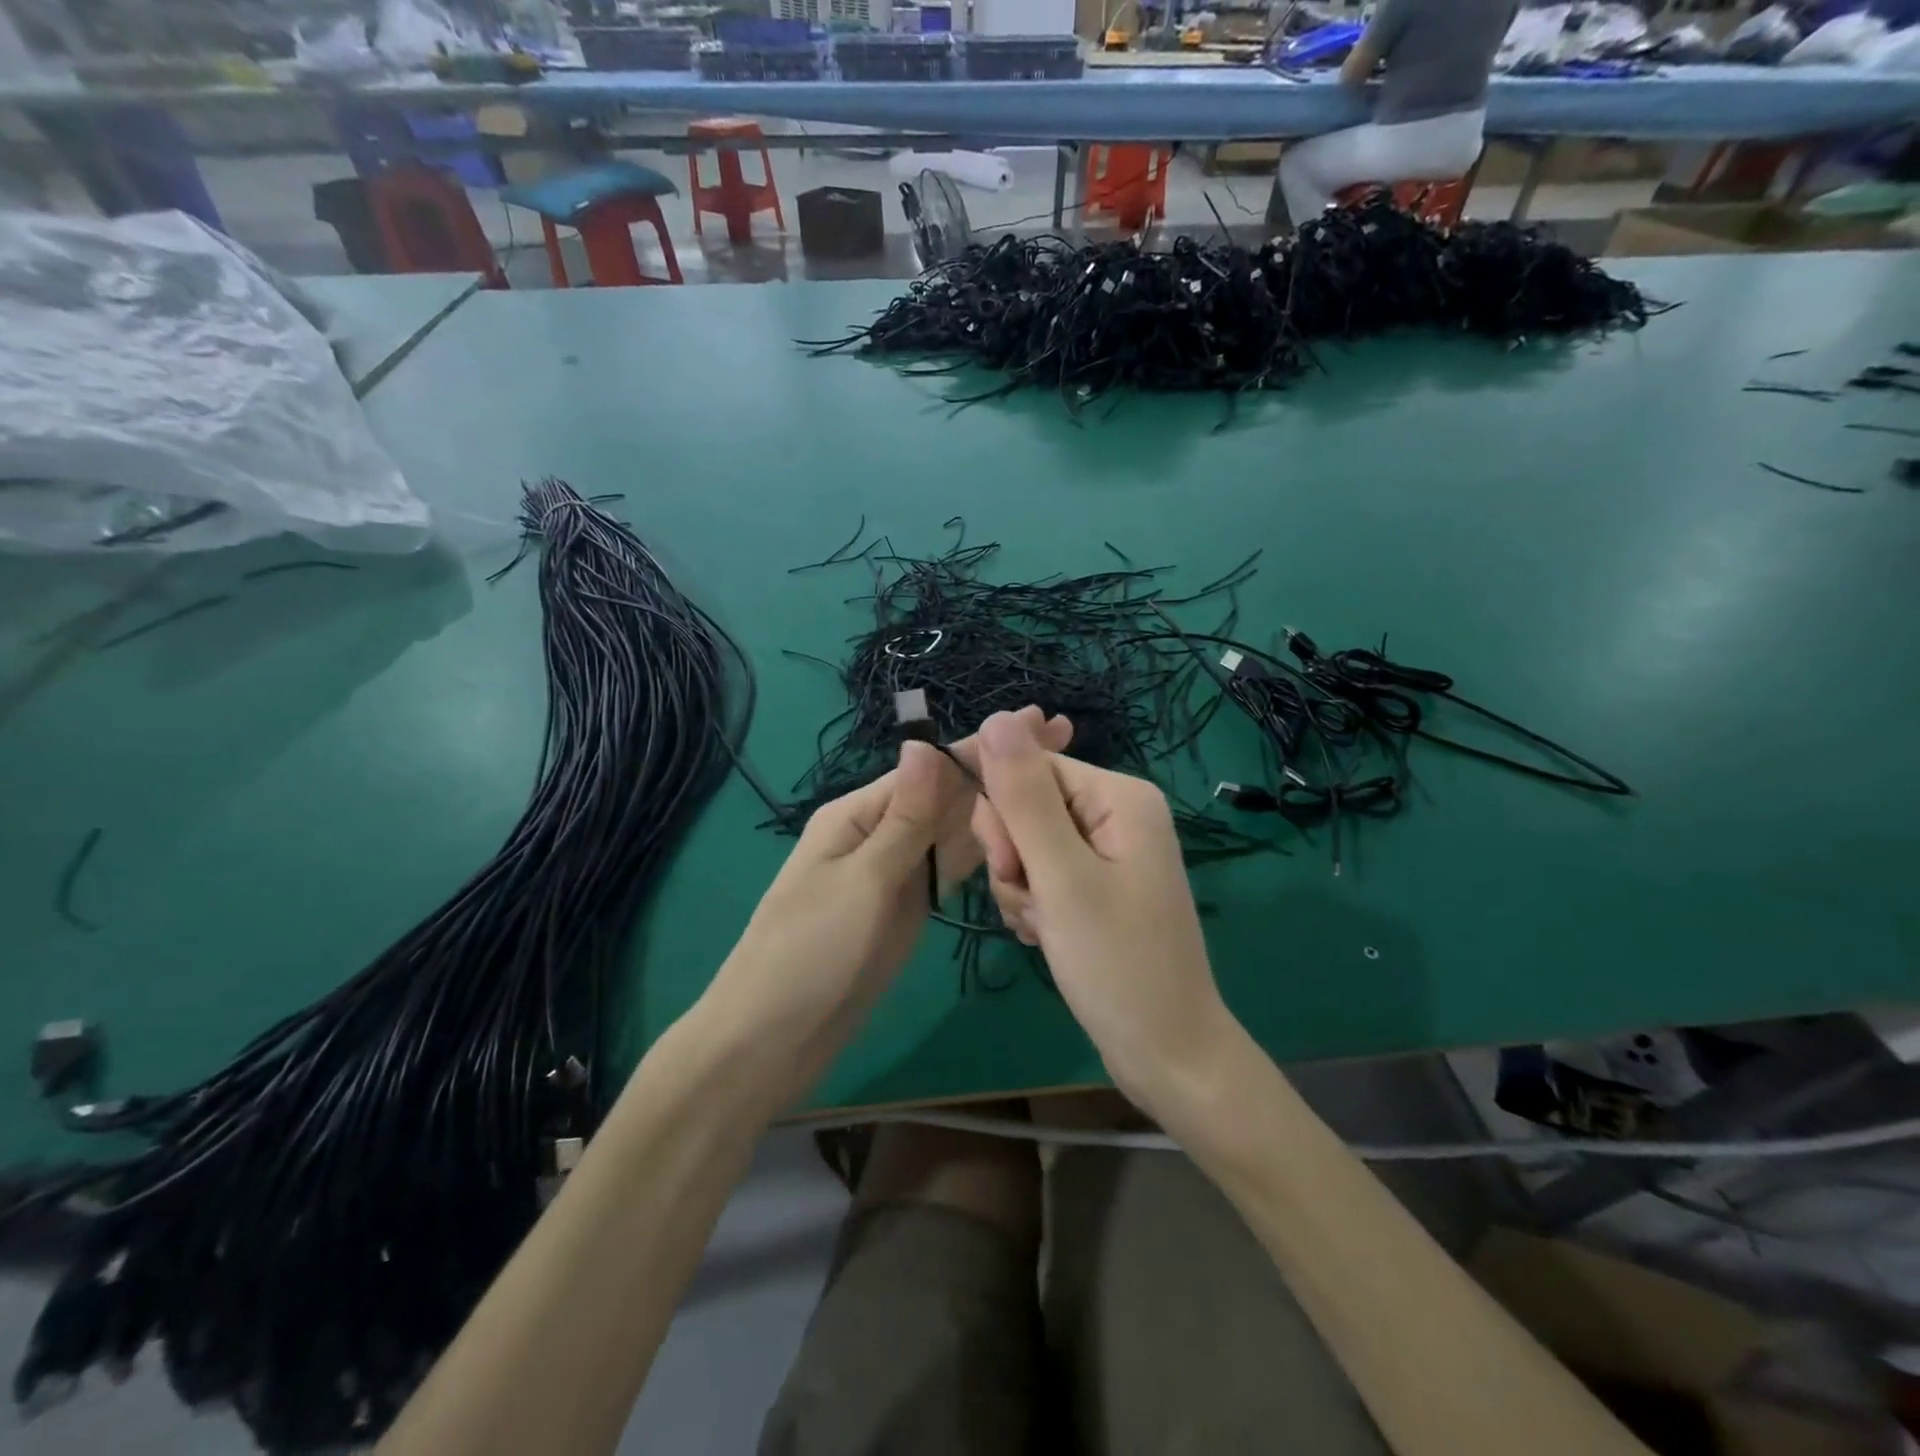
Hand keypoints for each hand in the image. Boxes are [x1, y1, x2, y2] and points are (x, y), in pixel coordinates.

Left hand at [706, 709, 1069, 1101]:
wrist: (775, 1039)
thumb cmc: (811, 952)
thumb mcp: (863, 880)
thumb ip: (905, 818)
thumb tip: (925, 742)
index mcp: (860, 814)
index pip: (932, 769)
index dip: (986, 747)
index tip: (1041, 722)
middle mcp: (881, 833)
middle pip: (949, 794)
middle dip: (1001, 768)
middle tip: (1064, 740)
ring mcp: (897, 871)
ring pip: (956, 829)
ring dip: (999, 803)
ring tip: (1055, 781)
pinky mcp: (908, 906)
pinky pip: (951, 866)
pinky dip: (985, 849)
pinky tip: (1021, 833)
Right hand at [960, 711, 1234, 1113]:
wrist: (1166, 1054)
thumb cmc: (1117, 964)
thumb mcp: (1061, 876)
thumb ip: (1024, 796)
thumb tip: (995, 717)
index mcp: (1119, 795)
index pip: (1029, 767)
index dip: (1003, 814)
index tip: (1008, 866)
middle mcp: (1116, 813)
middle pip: (1027, 806)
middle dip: (1014, 856)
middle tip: (1036, 903)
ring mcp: (1108, 851)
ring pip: (1026, 844)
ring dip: (1021, 887)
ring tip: (1047, 927)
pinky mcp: (1097, 885)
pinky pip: (1042, 874)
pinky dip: (1034, 905)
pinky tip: (1048, 937)